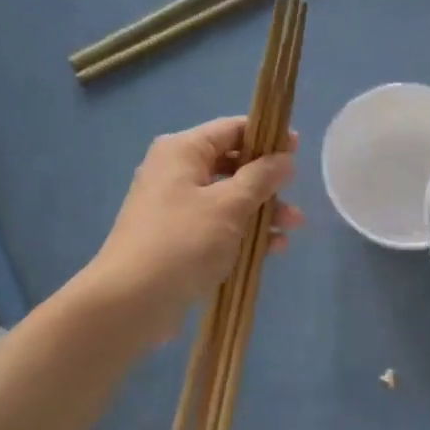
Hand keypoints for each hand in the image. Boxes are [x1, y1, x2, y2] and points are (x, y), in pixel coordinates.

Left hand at [87, 117, 304, 345]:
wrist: (132, 300)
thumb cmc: (183, 242)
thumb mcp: (230, 205)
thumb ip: (261, 178)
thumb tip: (284, 159)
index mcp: (182, 151)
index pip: (231, 129)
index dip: (266, 136)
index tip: (297, 150)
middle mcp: (175, 173)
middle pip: (231, 165)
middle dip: (267, 181)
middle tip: (296, 194)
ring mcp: (175, 208)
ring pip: (228, 199)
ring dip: (262, 211)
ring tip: (293, 227)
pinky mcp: (178, 240)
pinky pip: (219, 227)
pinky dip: (244, 233)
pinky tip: (272, 249)